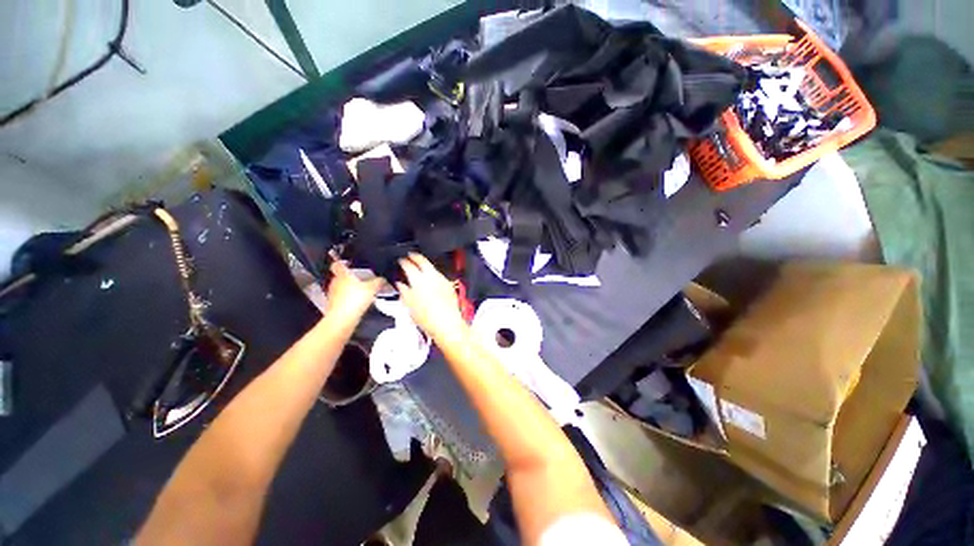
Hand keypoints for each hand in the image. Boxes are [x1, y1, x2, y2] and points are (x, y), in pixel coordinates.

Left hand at [326, 260, 382, 319]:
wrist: (343, 318)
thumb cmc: (354, 299)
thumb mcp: (373, 287)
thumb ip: (378, 281)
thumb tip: (382, 279)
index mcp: (342, 275)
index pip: (337, 265)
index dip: (343, 263)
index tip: (348, 263)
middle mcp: (335, 283)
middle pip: (342, 277)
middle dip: (352, 278)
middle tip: (363, 280)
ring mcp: (334, 294)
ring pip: (343, 288)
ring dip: (351, 289)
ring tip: (363, 292)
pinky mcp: (335, 305)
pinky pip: (343, 299)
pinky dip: (350, 300)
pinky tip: (359, 303)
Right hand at [396, 253, 465, 340]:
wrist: (447, 323)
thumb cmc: (426, 317)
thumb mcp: (409, 305)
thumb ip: (404, 291)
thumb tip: (400, 284)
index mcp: (418, 280)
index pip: (409, 265)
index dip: (403, 262)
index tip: (400, 261)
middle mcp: (431, 276)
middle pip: (423, 260)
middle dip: (415, 256)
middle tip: (410, 255)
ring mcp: (442, 279)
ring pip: (432, 266)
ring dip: (425, 264)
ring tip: (419, 266)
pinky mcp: (448, 284)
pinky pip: (439, 274)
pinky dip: (432, 273)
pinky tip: (430, 278)